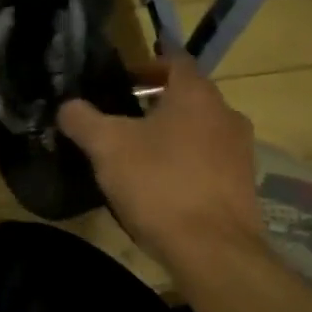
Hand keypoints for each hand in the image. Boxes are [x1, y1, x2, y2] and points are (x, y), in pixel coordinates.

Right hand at [58, 53, 260, 271]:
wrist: (213, 250)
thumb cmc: (159, 184)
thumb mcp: (107, 147)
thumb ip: (83, 120)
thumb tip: (67, 107)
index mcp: (197, 95)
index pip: (176, 60)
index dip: (147, 66)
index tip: (123, 79)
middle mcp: (226, 115)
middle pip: (188, 97)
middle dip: (156, 103)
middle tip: (122, 118)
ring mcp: (241, 152)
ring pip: (200, 130)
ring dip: (172, 135)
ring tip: (138, 154)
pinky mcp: (244, 186)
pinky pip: (209, 161)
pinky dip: (186, 163)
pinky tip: (161, 186)